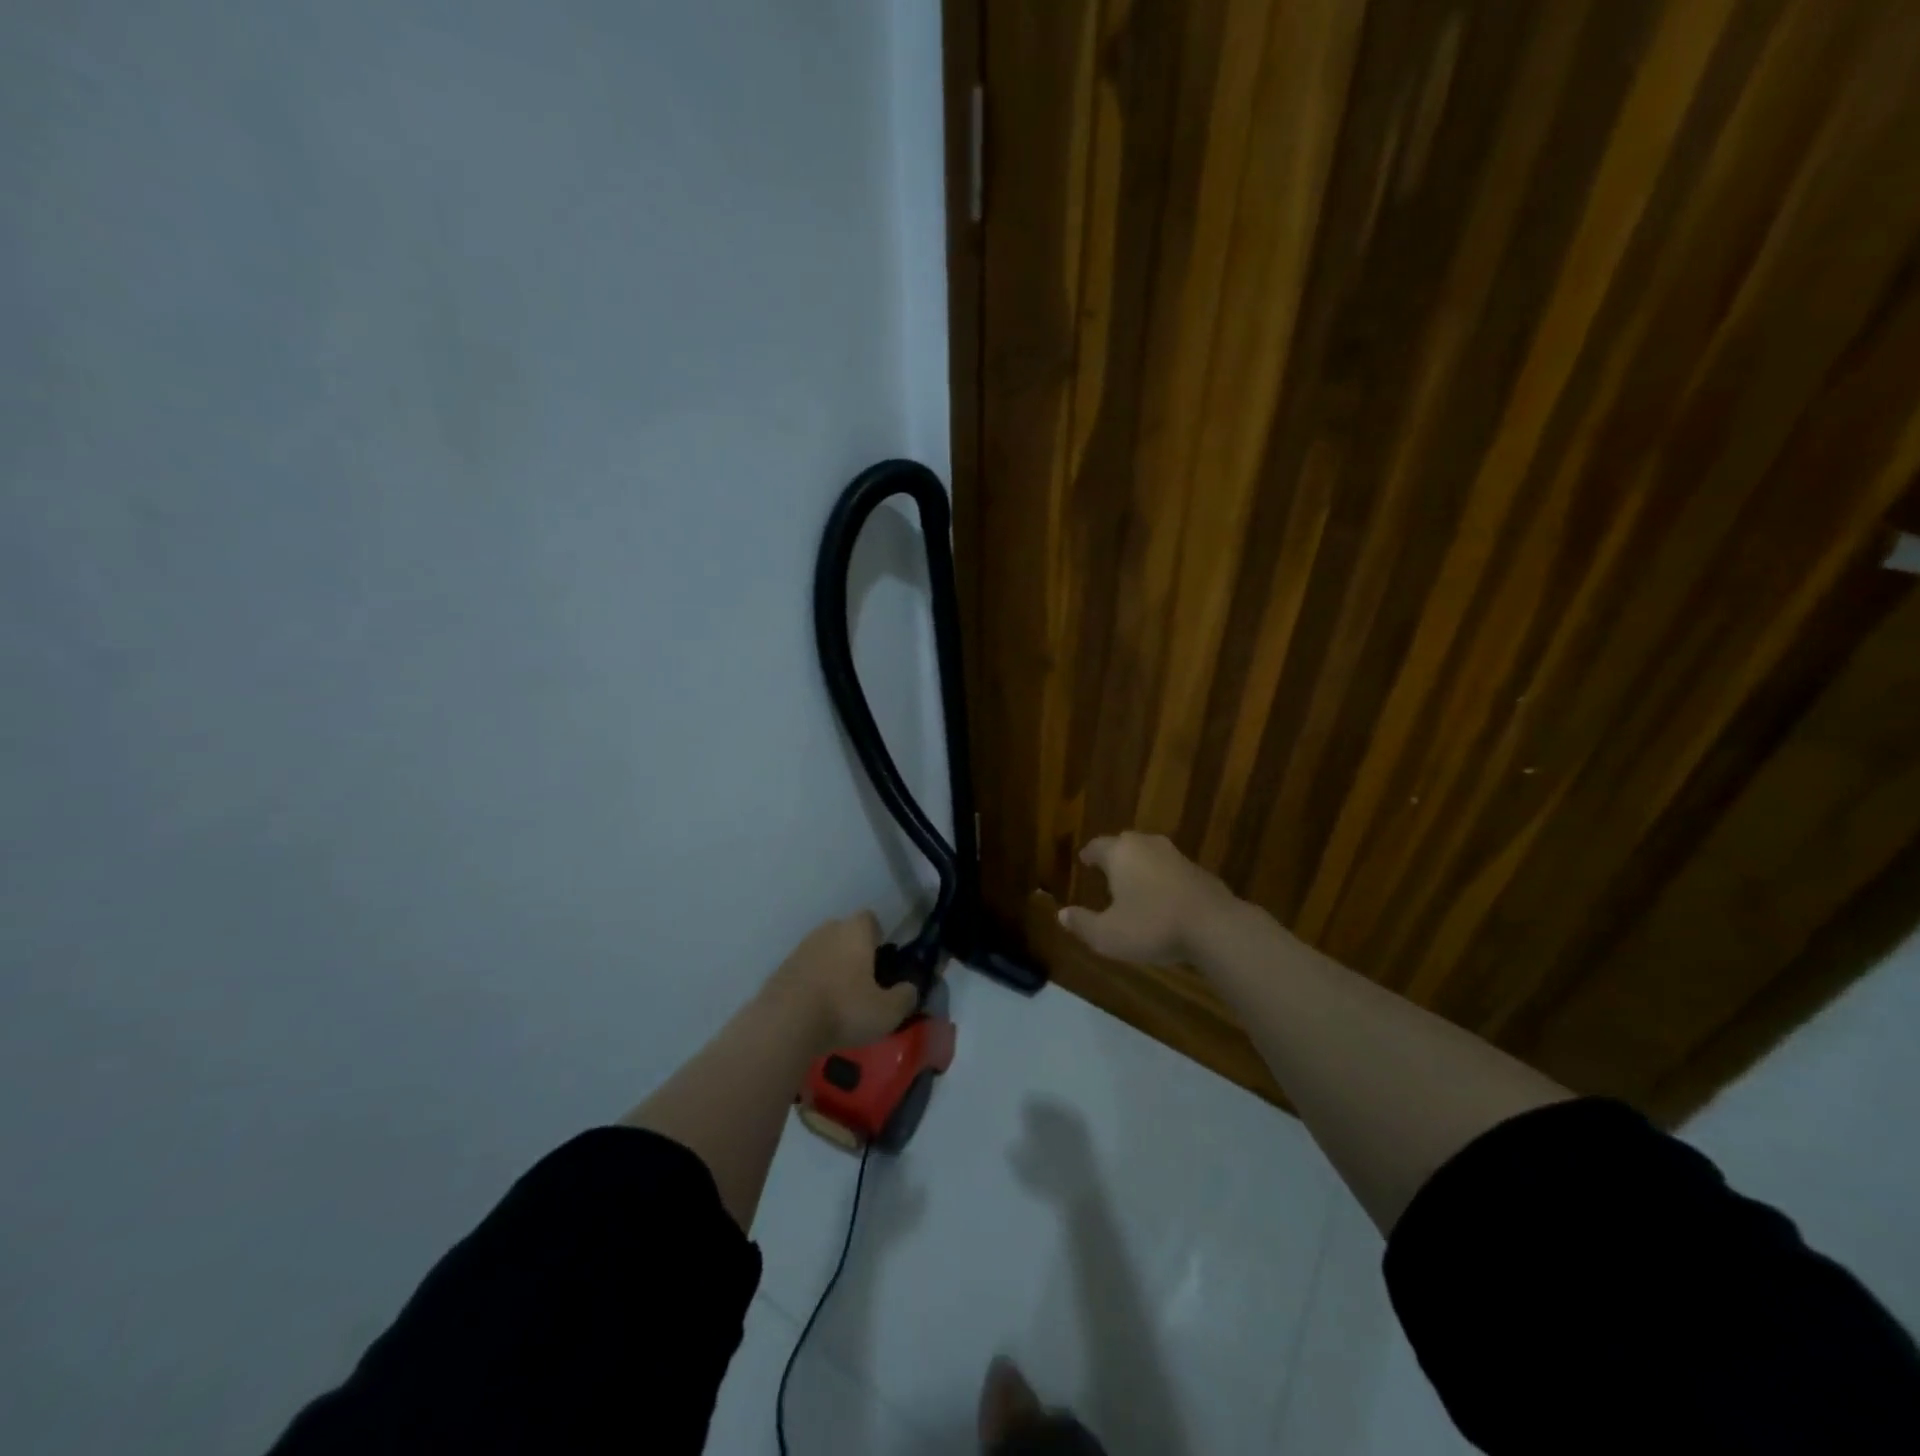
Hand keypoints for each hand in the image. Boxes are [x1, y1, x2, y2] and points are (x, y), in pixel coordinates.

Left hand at [762, 912, 917, 1052]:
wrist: (784, 1024)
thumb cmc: (843, 1009)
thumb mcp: (887, 1011)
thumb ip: (905, 997)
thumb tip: (910, 989)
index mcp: (855, 932)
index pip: (870, 919)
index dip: (878, 936)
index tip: (882, 960)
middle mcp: (827, 931)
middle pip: (845, 933)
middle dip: (854, 952)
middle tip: (863, 982)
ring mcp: (800, 949)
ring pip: (823, 951)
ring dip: (831, 968)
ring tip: (838, 999)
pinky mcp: (780, 970)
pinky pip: (804, 970)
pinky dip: (811, 983)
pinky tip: (815, 1009)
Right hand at [1057, 832, 1236, 965]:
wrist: (1215, 927)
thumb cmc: (1152, 926)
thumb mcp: (1107, 934)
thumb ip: (1082, 923)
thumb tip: (1062, 914)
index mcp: (1120, 853)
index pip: (1098, 846)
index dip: (1089, 854)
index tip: (1084, 860)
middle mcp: (1147, 846)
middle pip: (1125, 845)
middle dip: (1115, 857)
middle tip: (1106, 870)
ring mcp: (1176, 856)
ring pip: (1150, 856)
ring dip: (1140, 867)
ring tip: (1133, 884)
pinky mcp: (1199, 871)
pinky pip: (1171, 871)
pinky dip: (1162, 880)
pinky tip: (1162, 898)